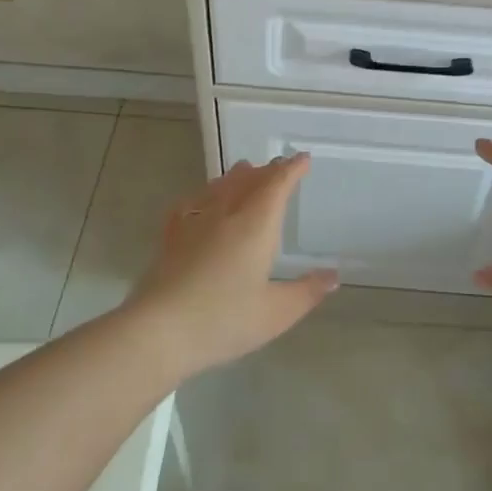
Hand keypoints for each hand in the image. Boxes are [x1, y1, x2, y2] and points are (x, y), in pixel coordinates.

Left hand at [125, 154, 335, 377]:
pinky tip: (199, 201)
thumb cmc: (224, 320)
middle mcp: (225, 214)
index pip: (277, 185)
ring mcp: (193, 223)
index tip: (303, 159)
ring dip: (236, 176)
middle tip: (279, 167)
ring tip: (244, 171)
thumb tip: (333, 276)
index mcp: (255, 225)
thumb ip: (306, 292)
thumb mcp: (276, 313)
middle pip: (248, 180)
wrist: (159, 331)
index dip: (291, 169)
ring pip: (219, 187)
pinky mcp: (170, 237)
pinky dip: (202, 195)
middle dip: (267, 171)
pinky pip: (189, 204)